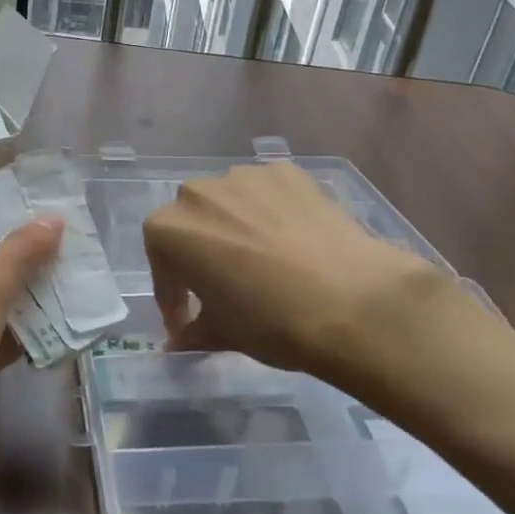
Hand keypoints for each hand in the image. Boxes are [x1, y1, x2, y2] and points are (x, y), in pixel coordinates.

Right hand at [142, 162, 511, 424]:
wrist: (351, 302)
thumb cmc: (270, 321)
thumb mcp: (223, 332)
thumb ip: (193, 330)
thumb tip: (178, 342)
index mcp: (168, 230)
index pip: (162, 267)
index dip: (174, 298)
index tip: (187, 323)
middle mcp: (197, 193)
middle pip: (192, 224)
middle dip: (202, 253)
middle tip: (225, 286)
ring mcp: (244, 176)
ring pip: (230, 203)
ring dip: (237, 227)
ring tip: (264, 260)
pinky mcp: (286, 171)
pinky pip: (268, 193)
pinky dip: (272, 212)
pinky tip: (293, 239)